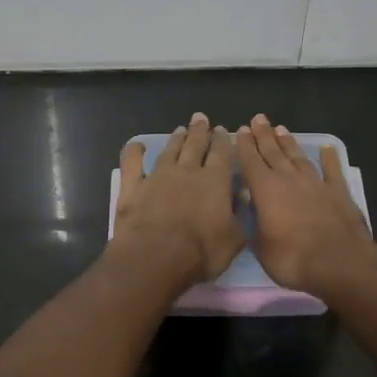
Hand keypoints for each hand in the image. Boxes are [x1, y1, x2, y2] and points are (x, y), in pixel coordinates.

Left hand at [111, 114, 243, 287]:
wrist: (157, 257)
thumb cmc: (202, 252)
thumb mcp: (234, 239)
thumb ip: (240, 215)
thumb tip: (243, 195)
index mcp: (215, 181)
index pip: (222, 153)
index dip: (222, 140)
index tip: (222, 130)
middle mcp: (187, 171)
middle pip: (195, 145)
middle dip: (200, 131)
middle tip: (201, 119)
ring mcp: (158, 176)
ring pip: (169, 150)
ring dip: (176, 139)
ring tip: (180, 130)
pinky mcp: (134, 187)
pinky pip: (132, 163)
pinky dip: (134, 152)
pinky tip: (137, 145)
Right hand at [237, 114, 376, 296]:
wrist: (340, 263)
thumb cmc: (293, 259)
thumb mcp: (261, 248)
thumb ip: (254, 226)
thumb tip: (250, 212)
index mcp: (266, 191)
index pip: (251, 162)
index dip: (245, 146)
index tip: (242, 130)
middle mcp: (289, 180)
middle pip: (273, 153)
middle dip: (264, 135)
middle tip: (259, 119)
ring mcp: (316, 184)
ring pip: (298, 158)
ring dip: (289, 143)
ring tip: (281, 129)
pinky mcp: (339, 193)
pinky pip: (332, 170)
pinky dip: (329, 158)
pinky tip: (327, 148)